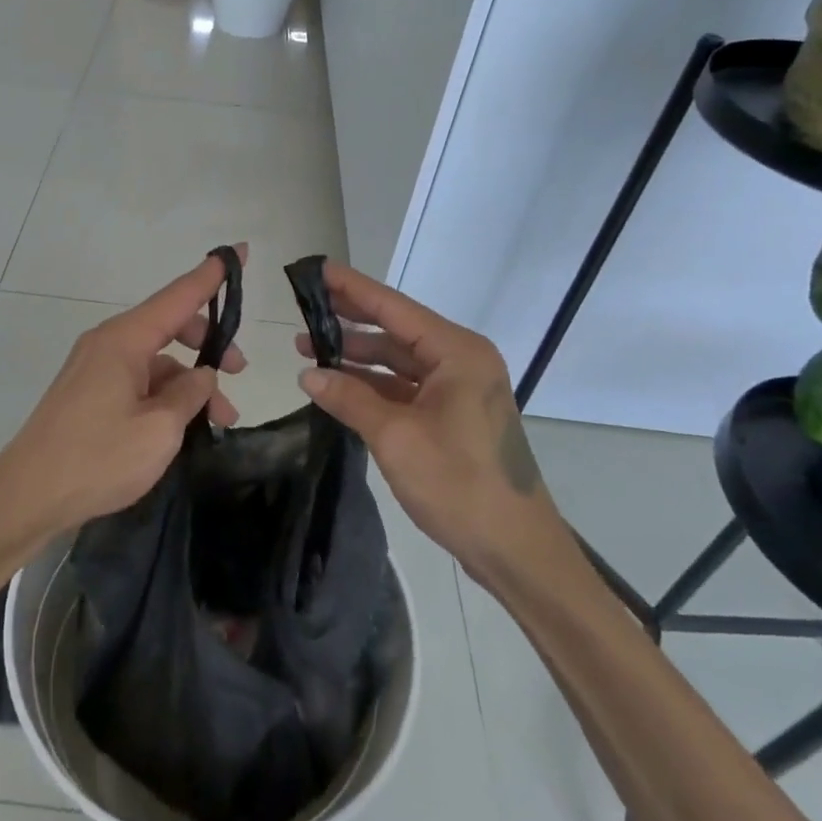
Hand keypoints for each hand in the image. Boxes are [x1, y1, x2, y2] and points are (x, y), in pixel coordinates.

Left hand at [0, 250, 247, 538]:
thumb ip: (189, 393)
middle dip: (208, 344)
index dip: (211, 276)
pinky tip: (183, 426)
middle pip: (169, 326)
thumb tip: (202, 374)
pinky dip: (165, 394)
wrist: (27, 497)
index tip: (239, 252)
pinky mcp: (89, 392)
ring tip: (219, 419)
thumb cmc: (97, 459)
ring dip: (189, 381)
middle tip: (239, 372)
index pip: (178, 296)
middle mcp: (108, 343)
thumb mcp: (159, 429)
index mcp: (124, 340)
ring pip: (156, 359)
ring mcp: (95, 367)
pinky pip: (138, 379)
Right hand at [295, 261, 561, 565]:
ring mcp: (460, 390)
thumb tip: (308, 373)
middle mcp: (462, 361)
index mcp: (457, 353)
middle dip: (351, 321)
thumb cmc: (459, 484)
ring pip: (400, 360)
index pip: (395, 308)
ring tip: (310, 349)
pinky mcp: (454, 416)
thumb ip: (350, 398)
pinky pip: (407, 387)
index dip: (353, 289)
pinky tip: (341, 386)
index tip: (318, 270)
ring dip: (359, 356)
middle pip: (397, 330)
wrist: (516, 550)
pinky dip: (375, 385)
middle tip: (305, 308)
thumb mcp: (395, 436)